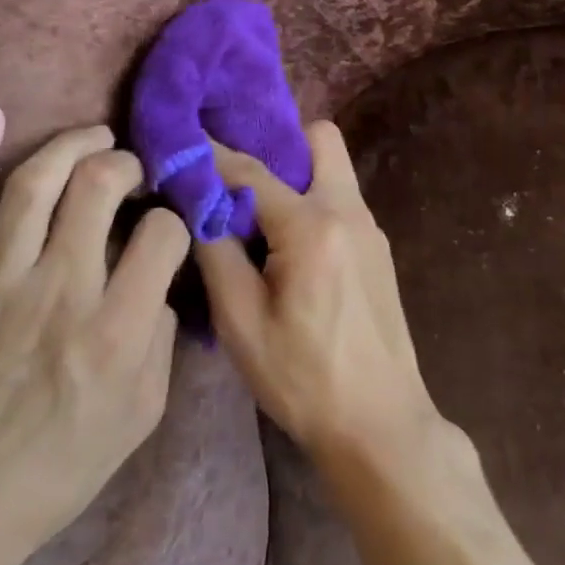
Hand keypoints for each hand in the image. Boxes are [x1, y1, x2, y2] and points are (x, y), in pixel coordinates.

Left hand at [0, 104, 189, 564]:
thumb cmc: (56, 469)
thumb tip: (160, 279)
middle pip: (99, 187)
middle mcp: (61, 290)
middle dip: (126, 166)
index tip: (166, 226)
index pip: (161, 234)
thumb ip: (160, 338)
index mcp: (116, 328)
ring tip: (94, 136)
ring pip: (36, 184)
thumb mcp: (140, 416)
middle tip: (131, 171)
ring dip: (71, 146)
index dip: (172, 219)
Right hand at [194, 122, 445, 467]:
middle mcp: (349, 210)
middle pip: (319, 139)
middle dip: (277, 144)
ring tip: (254, 211)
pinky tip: (286, 244)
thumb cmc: (303, 379)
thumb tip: (200, 206)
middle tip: (237, 176)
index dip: (212, 154)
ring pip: (333, 167)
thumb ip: (217, 252)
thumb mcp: (241, 323)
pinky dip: (311, 201)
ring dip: (295, 174)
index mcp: (312, 226)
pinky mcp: (378, 248)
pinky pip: (341, 199)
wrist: (380, 425)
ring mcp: (370, 228)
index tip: (183, 139)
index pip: (252, 171)